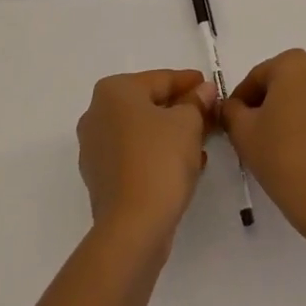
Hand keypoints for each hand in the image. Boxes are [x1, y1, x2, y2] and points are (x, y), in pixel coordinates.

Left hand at [76, 70, 216, 238]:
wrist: (132, 227)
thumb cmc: (160, 160)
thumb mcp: (188, 123)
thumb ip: (196, 102)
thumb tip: (204, 91)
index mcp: (114, 91)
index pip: (160, 79)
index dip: (189, 82)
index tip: (210, 87)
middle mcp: (97, 113)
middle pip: (148, 105)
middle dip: (180, 110)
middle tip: (209, 115)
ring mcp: (95, 148)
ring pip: (142, 132)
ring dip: (171, 135)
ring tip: (201, 142)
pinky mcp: (101, 178)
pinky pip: (134, 155)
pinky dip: (157, 155)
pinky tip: (183, 165)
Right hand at [221, 50, 305, 248]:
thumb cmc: (283, 157)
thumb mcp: (243, 132)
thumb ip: (231, 111)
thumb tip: (231, 107)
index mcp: (294, 63)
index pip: (256, 77)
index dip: (239, 101)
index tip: (230, 123)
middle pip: (283, 83)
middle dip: (265, 104)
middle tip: (250, 133)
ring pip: (305, 98)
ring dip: (288, 113)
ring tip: (275, 145)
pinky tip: (299, 152)